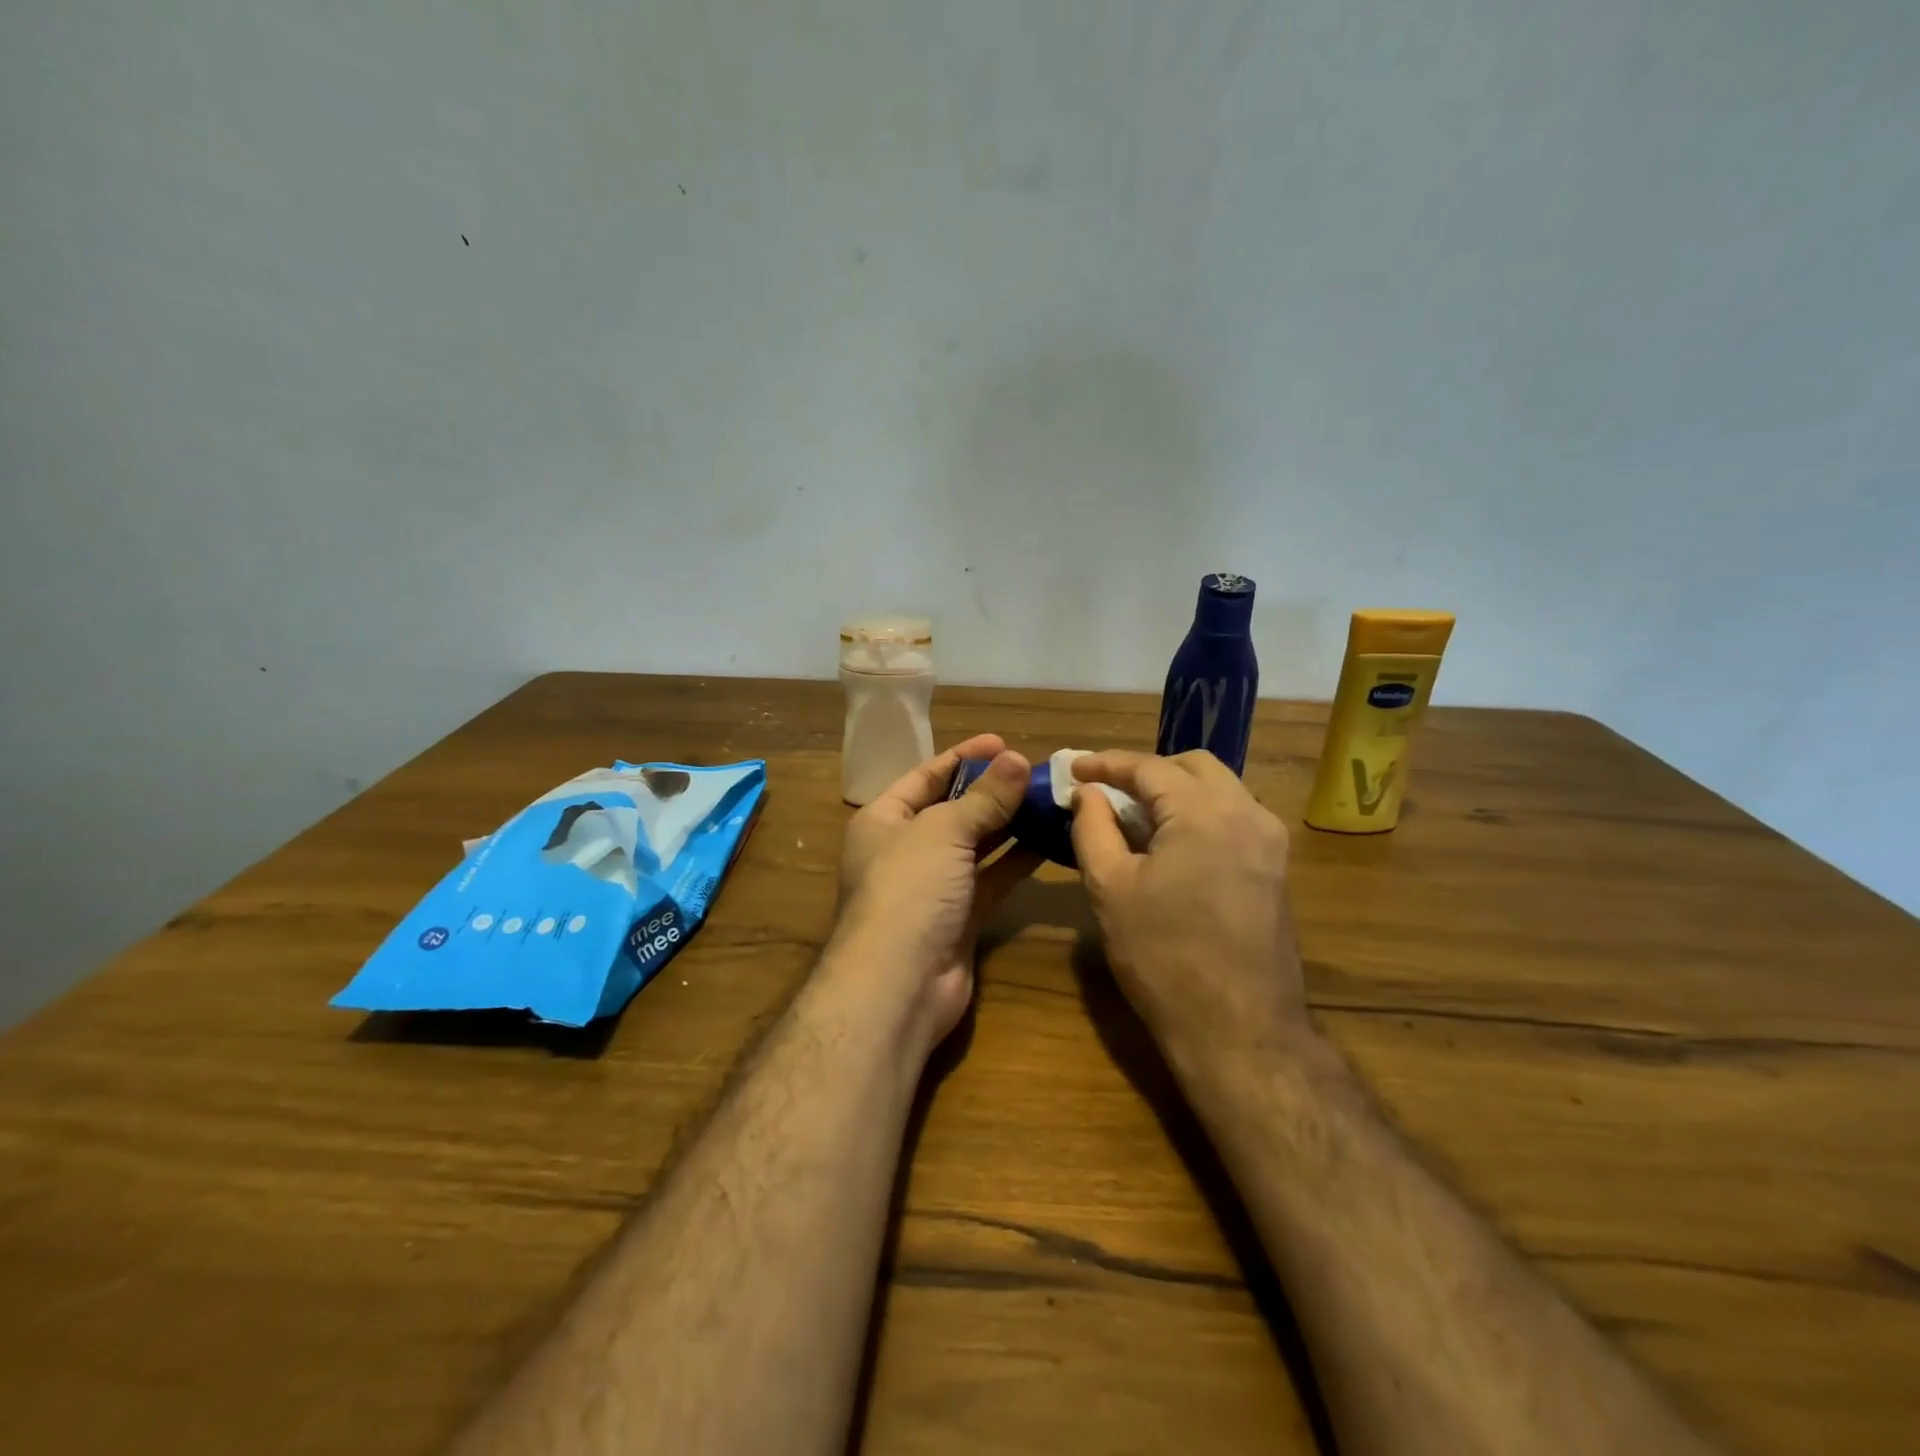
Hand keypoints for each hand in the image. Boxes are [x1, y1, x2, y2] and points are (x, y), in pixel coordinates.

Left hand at [831, 735, 1043, 1053]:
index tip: (1002, 741)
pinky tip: (1049, 841)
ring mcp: (933, 887)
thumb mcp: (944, 831)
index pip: (924, 777)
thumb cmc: (909, 888)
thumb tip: (1017, 759)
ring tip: (1049, 800)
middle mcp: (905, 850)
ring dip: (1009, 824)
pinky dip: (1017, 862)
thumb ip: (984, 798)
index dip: (962, 757)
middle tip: (1035, 772)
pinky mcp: (960, 918)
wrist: (899, 984)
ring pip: (976, 846)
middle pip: (953, 810)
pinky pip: (992, 880)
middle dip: (991, 791)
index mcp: (883, 820)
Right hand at [1070, 750, 1309, 1070]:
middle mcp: (1247, 813)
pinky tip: (1170, 843)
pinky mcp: (1276, 868)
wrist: (1239, 1030)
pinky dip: (1198, 813)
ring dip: (1175, 791)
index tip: (1074, 766)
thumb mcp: (1111, 888)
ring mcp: (1269, 841)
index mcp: (1205, 812)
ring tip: (1134, 815)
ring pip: (1219, 789)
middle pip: (1194, 766)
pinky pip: (1234, 817)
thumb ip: (1092, 828)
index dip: (1107, 763)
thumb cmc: (1163, 956)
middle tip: (1107, 790)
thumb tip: (1086, 792)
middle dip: (1147, 770)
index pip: (1150, 767)